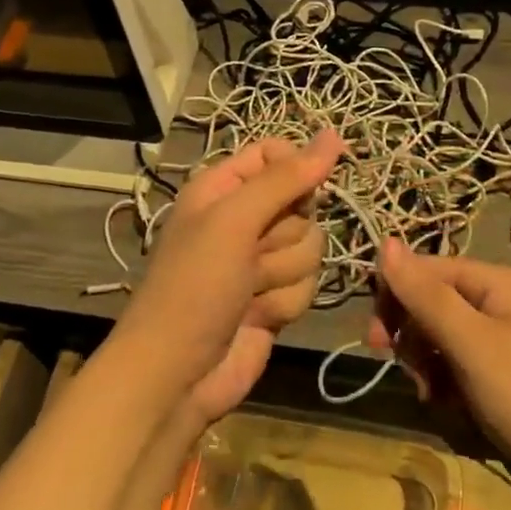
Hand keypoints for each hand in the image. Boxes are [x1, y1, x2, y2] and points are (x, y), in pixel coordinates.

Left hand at [116, 131, 343, 424]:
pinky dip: (285, 302)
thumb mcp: (234, 221)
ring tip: (248, 292)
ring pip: (311, 247)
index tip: (301, 191)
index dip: (297, 169)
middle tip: (251, 255)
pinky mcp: (276, 296)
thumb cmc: (195, 286)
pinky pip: (308, 284)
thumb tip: (333, 135)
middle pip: (303, 204)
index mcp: (223, 187)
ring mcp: (261, 260)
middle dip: (285, 236)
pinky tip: (257, 317)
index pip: (277, 154)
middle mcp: (243, 217)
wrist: (177, 374)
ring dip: (283, 274)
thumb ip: (285, 179)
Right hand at [373, 240, 510, 494]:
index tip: (376, 341)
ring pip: (441, 340)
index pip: (424, 270)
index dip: (394, 298)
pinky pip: (461, 368)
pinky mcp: (507, 374)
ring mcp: (505, 340)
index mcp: (496, 282)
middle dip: (414, 340)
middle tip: (414, 376)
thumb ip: (425, 294)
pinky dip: (450, 388)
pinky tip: (456, 411)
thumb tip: (384, 241)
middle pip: (431, 304)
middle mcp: (500, 302)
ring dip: (430, 369)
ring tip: (439, 400)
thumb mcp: (471, 344)